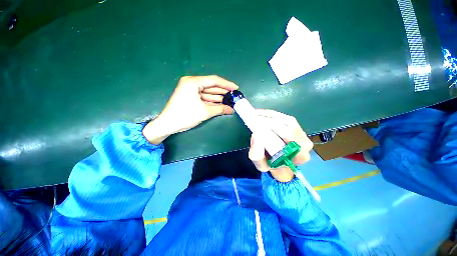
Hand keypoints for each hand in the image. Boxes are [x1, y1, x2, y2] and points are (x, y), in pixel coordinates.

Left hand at [143, 75, 238, 143]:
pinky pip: (204, 97)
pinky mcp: (191, 97)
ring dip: (219, 97)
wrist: (168, 124)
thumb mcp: (205, 112)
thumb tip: (232, 110)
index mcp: (193, 82)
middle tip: (234, 96)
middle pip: (211, 86)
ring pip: (208, 92)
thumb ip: (220, 109)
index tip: (236, 88)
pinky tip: (221, 104)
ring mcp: (191, 90)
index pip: (214, 80)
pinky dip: (212, 101)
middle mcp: (192, 83)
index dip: (226, 84)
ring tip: (230, 101)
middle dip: (223, 92)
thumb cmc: (185, 116)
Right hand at [248, 110, 312, 181]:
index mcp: (299, 155)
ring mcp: (303, 134)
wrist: (281, 166)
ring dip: (270, 115)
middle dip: (269, 120)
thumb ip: (257, 155)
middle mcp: (305, 143)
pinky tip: (262, 114)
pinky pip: (286, 118)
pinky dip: (273, 115)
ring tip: (257, 114)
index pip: (288, 134)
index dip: (272, 126)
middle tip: (254, 118)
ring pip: (287, 119)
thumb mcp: (261, 165)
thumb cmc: (272, 165)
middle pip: (288, 125)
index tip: (256, 123)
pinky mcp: (298, 128)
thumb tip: (255, 135)